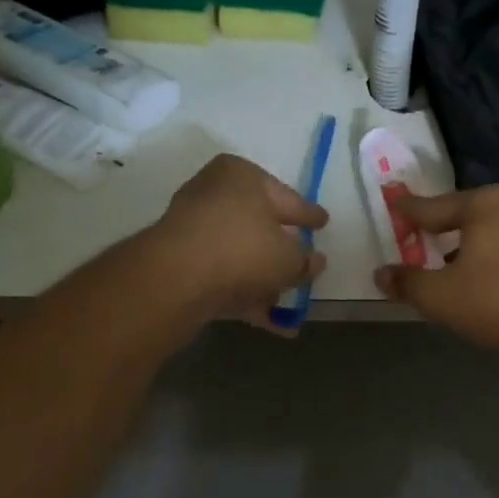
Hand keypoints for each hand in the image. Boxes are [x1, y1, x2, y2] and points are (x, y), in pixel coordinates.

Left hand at [149, 154, 327, 331]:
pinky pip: (223, 277)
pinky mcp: (180, 263)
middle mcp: (214, 194)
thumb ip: (306, 261)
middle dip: (282, 250)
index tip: (323, 223)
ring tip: (290, 303)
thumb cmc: (243, 249)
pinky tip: (272, 322)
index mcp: (242, 176)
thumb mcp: (289, 258)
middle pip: (259, 226)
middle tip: (304, 264)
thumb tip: (315, 262)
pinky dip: (245, 296)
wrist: (176, 279)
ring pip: (240, 255)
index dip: (308, 215)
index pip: (287, 197)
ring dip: (264, 280)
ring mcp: (193, 229)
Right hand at [373, 184, 498, 354]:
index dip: (406, 211)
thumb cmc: (497, 301)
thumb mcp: (440, 296)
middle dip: (435, 228)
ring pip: (482, 231)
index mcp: (482, 204)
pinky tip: (474, 275)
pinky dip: (483, 255)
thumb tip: (381, 274)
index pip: (431, 206)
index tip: (390, 204)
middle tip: (412, 239)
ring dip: (460, 245)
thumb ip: (407, 283)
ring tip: (440, 261)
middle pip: (459, 214)